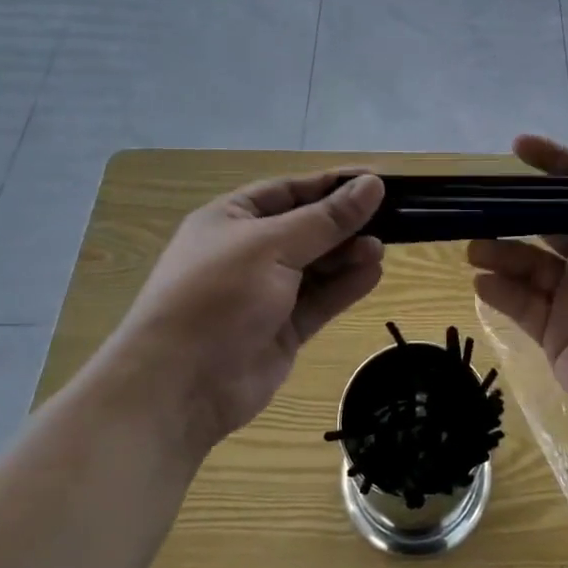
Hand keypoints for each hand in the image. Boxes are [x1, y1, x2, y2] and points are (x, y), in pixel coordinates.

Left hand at [104, 171, 385, 451]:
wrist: (178, 387)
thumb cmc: (218, 296)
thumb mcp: (272, 246)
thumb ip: (326, 219)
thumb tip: (373, 185)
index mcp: (231, 219)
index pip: (289, 190)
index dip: (332, 184)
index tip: (376, 180)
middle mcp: (249, 251)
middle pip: (307, 227)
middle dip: (344, 222)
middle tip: (389, 217)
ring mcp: (265, 292)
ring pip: (317, 265)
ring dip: (348, 254)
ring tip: (380, 248)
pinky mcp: (282, 329)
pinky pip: (320, 300)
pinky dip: (345, 287)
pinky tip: (373, 273)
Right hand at [467, 119, 567, 462]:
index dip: (551, 163)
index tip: (516, 147)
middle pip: (545, 224)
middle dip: (513, 212)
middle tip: (477, 204)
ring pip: (527, 264)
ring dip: (499, 252)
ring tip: (474, 248)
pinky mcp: (557, 336)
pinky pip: (521, 305)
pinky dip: (499, 291)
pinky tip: (481, 283)